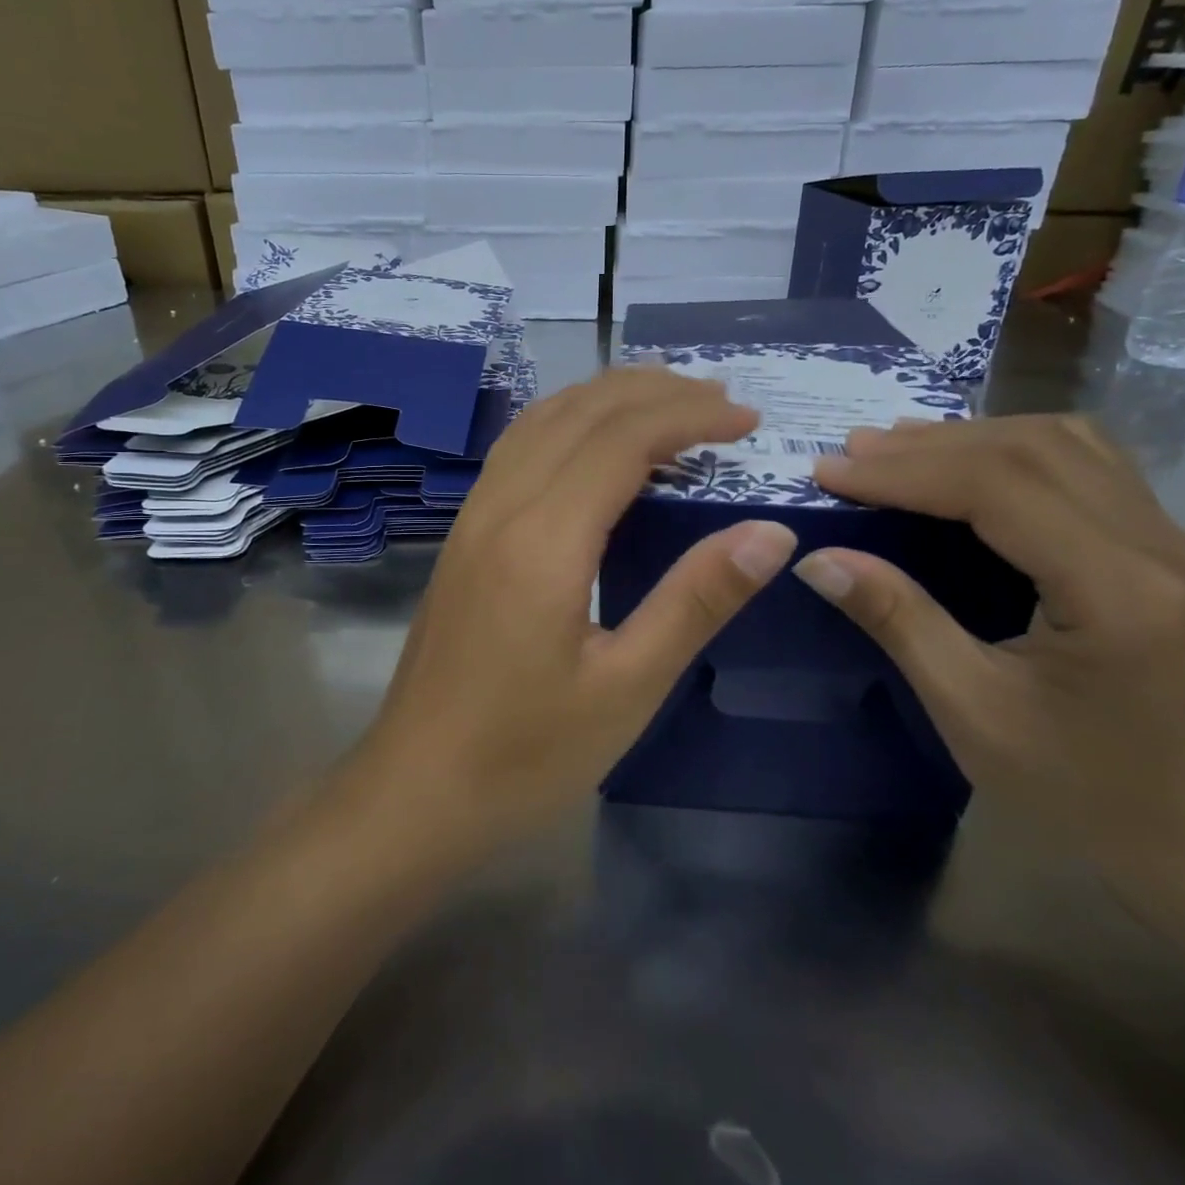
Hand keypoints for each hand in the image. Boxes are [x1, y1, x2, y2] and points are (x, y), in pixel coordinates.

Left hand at [354, 367, 799, 853]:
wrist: (414, 792)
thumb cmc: (524, 755)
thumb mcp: (627, 688)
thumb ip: (696, 600)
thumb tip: (770, 532)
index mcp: (543, 540)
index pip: (623, 439)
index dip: (690, 416)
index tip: (748, 421)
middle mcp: (500, 509)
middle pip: (579, 412)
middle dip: (653, 392)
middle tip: (720, 401)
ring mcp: (471, 520)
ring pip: (540, 422)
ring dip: (605, 398)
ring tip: (666, 401)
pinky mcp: (461, 539)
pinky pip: (516, 451)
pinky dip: (566, 424)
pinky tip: (591, 444)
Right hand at [795, 416, 1184, 883]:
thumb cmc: (1078, 791)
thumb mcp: (970, 709)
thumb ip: (897, 619)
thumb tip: (817, 558)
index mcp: (1120, 592)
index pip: (999, 489)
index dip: (905, 472)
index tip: (831, 471)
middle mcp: (1165, 549)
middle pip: (1034, 451)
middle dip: (929, 447)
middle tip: (851, 453)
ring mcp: (1179, 545)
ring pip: (1068, 445)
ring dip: (974, 437)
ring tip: (897, 447)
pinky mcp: (1170, 553)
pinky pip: (1088, 468)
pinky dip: (1014, 452)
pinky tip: (969, 465)